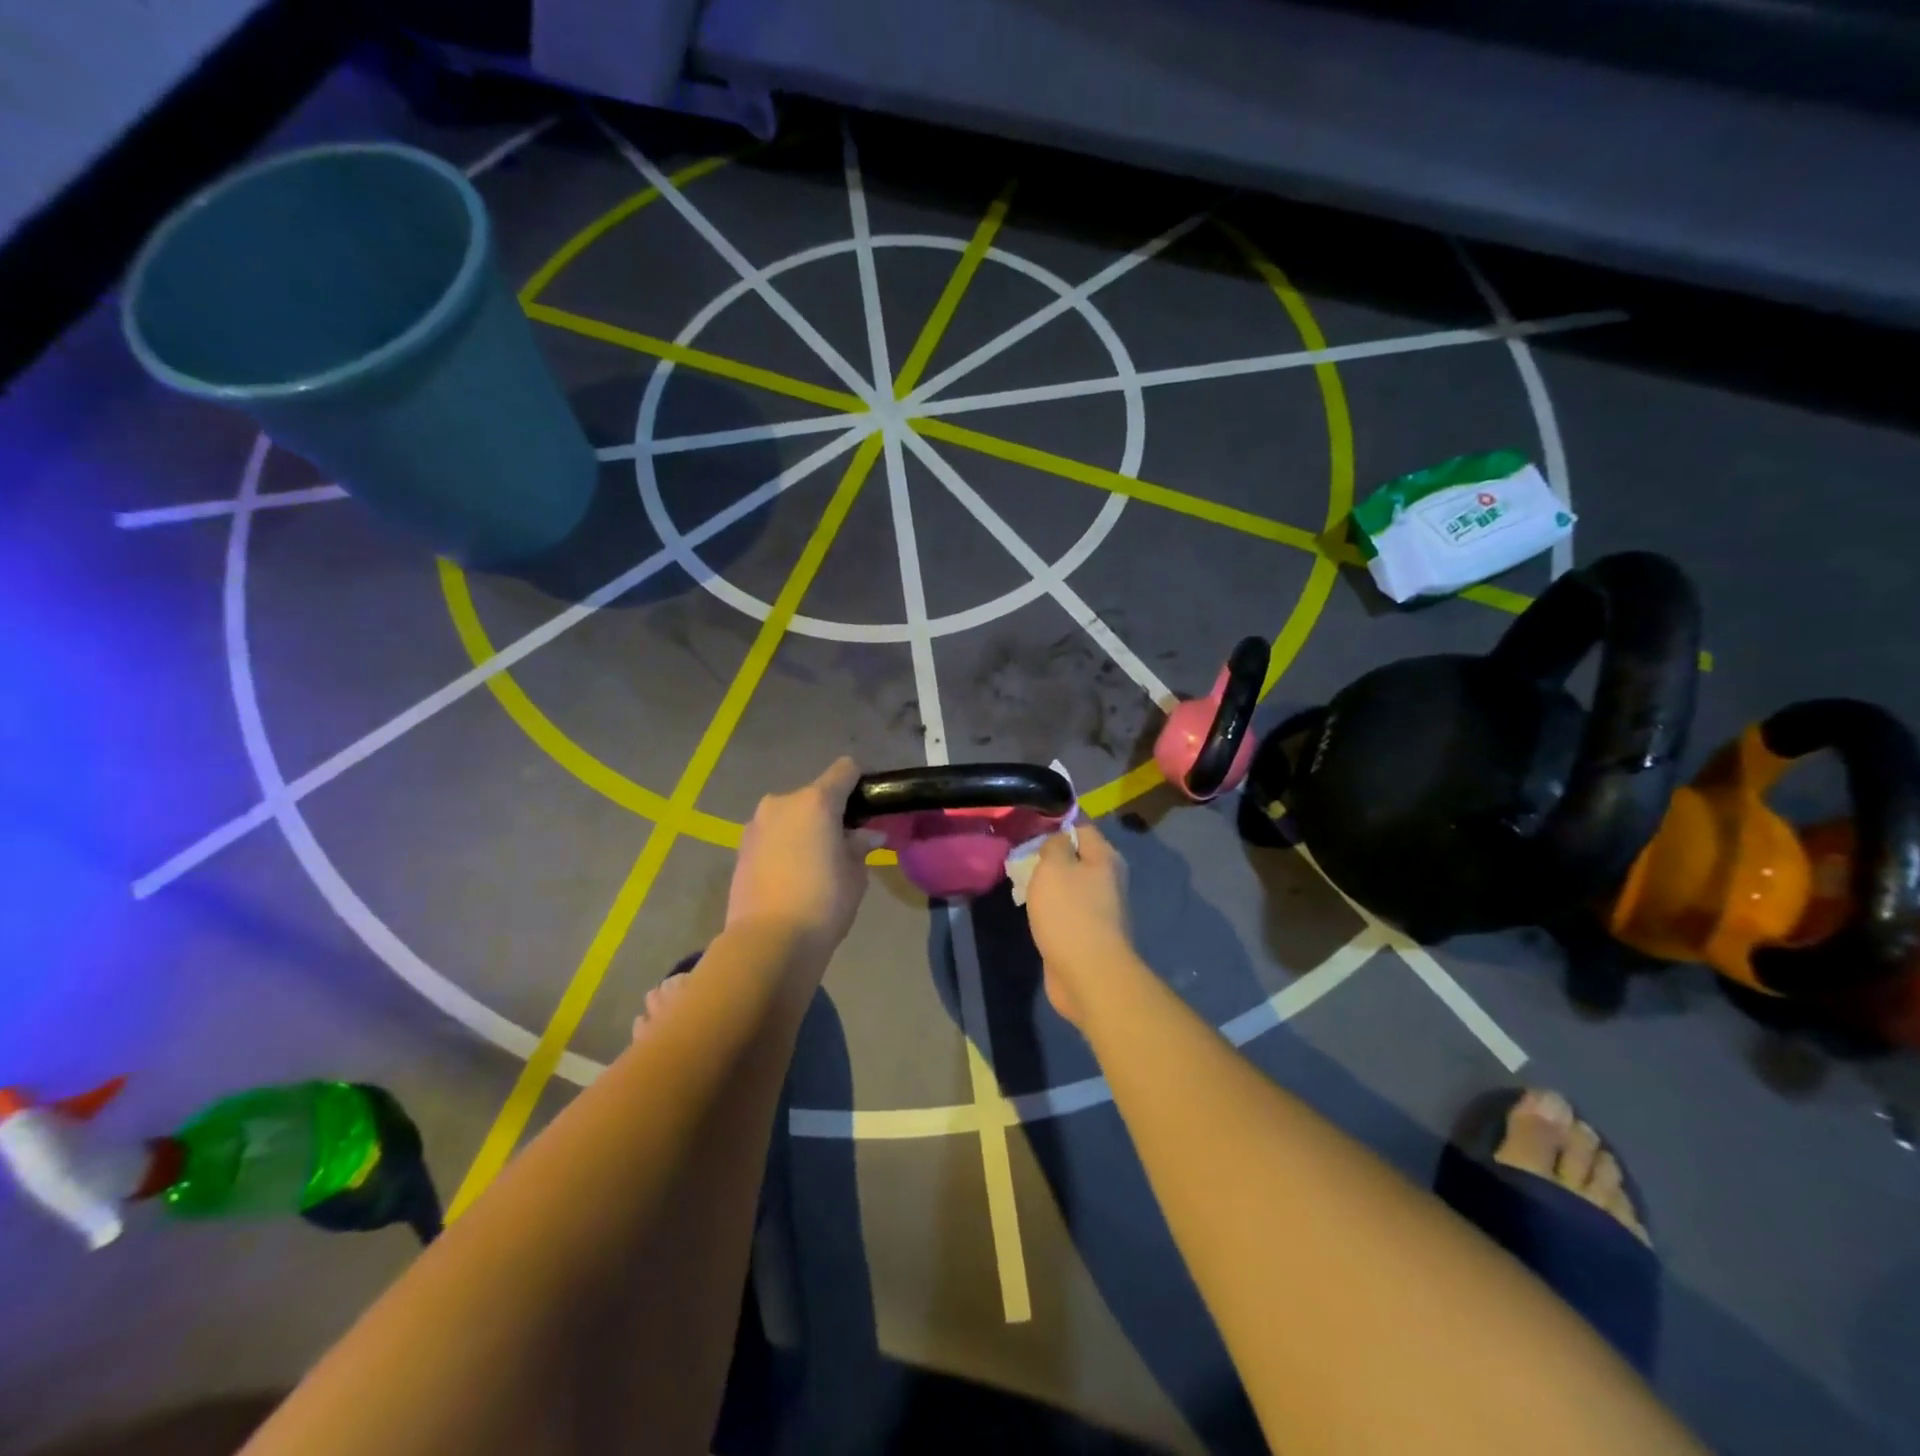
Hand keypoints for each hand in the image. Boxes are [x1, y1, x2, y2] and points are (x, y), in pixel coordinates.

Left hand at [727, 757, 877, 958]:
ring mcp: (756, 824)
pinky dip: (785, 845)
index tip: (870, 807)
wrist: (767, 942)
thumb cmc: (823, 902)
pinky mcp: (740, 848)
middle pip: (815, 795)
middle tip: (845, 844)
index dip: (861, 783)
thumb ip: (860, 846)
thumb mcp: (855, 874)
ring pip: (790, 816)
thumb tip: (868, 835)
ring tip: (816, 864)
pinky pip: (772, 835)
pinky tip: (792, 876)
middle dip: (831, 813)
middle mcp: (782, 802)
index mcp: (816, 801)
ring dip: (805, 829)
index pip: (845, 769)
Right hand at [1025, 821, 1133, 1027]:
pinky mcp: (1087, 933)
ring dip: (1047, 884)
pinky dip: (1049, 908)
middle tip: (1019, 856)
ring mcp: (1099, 908)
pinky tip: (1031, 910)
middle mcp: (1107, 879)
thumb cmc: (1069, 913)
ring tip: (1020, 882)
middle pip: (1075, 856)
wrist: (1087, 974)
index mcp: (1104, 857)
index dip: (1056, 823)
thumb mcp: (1054, 867)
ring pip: (1068, 885)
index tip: (1028, 827)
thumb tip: (1057, 838)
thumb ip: (1053, 845)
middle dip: (1048, 855)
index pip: (1081, 826)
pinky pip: (1065, 910)